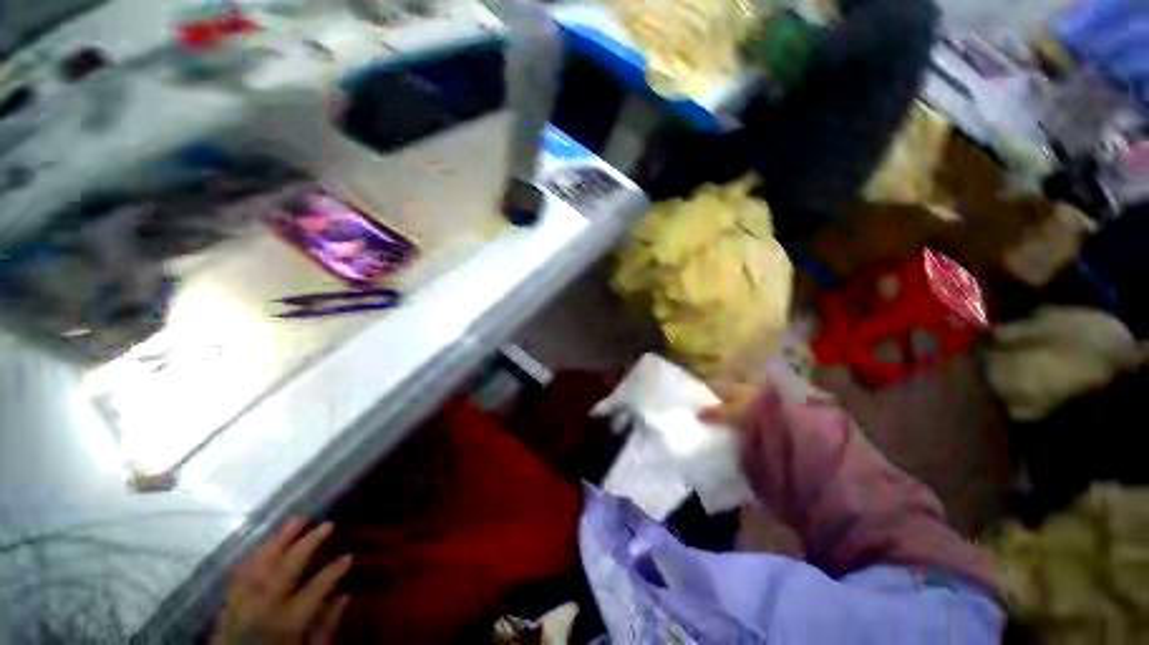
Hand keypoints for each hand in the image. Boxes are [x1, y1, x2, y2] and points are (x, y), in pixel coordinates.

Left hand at [216, 519, 351, 644]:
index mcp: (287, 622)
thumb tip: (345, 596)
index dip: (334, 571)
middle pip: (285, 570)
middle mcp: (263, 608)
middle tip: (327, 524)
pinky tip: (265, 545)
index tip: (350, 556)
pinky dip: (254, 557)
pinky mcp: (227, 605)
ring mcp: (241, 605)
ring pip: (259, 566)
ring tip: (296, 520)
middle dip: (307, 544)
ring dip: (278, 542)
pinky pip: (239, 576)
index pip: (315, 589)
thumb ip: (326, 626)